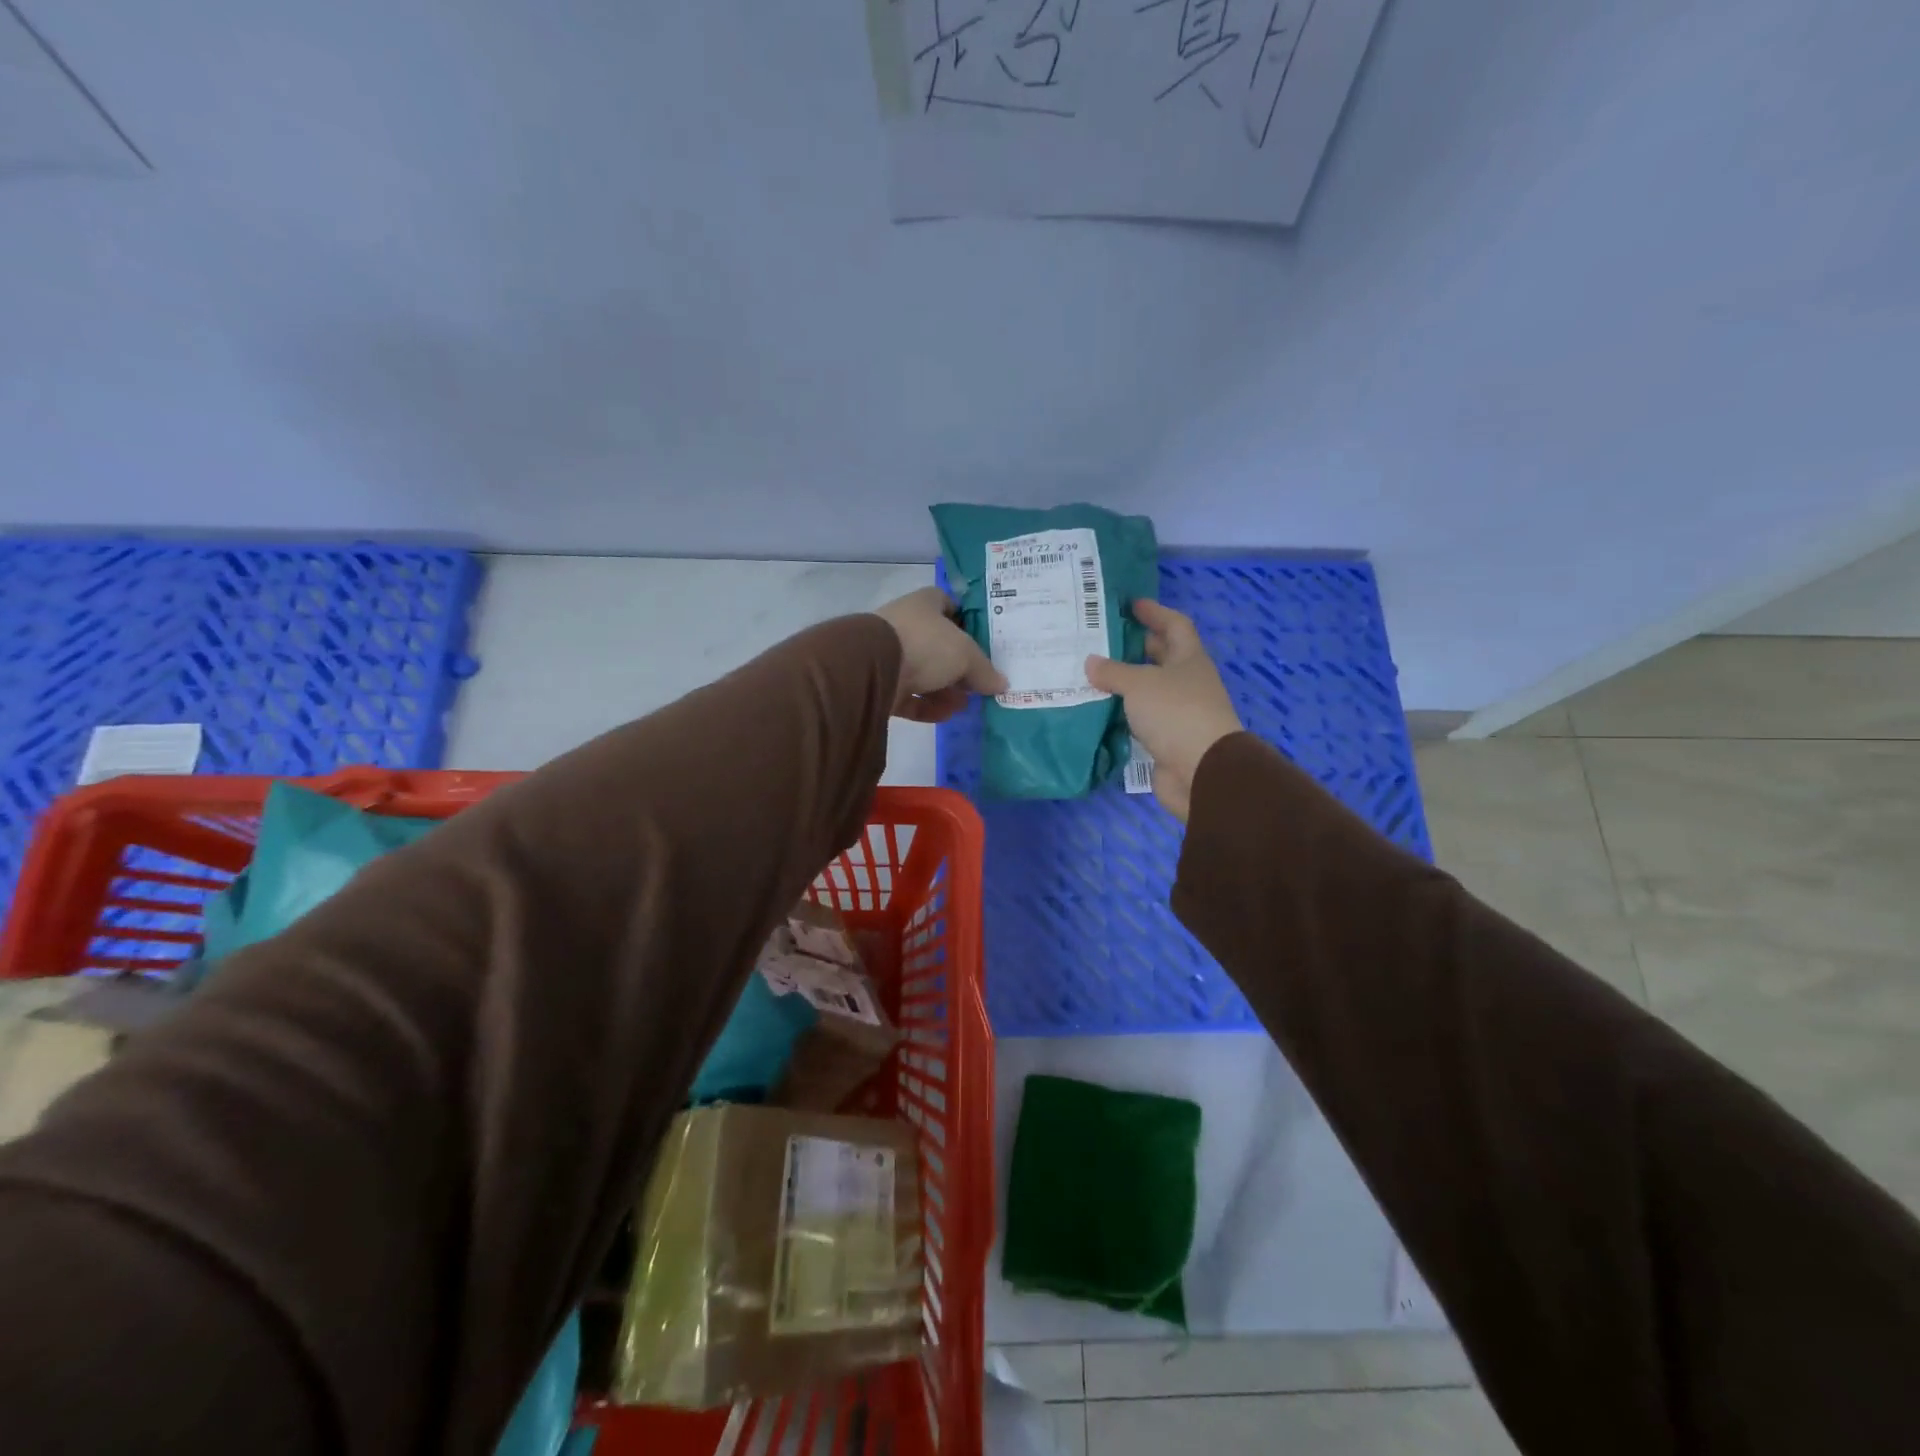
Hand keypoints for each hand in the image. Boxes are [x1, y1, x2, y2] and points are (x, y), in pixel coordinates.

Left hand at [875, 586, 1007, 722]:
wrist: (872, 667)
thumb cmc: (925, 645)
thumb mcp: (965, 655)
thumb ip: (984, 670)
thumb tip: (1001, 684)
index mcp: (925, 604)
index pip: (949, 605)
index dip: (967, 621)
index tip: (984, 642)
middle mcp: (906, 625)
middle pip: (939, 645)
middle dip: (959, 665)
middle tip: (979, 683)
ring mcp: (890, 654)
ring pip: (924, 672)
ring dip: (945, 690)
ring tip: (965, 705)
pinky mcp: (881, 684)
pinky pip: (909, 696)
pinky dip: (927, 706)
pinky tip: (946, 715)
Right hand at [1086, 600, 1242, 821]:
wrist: (1201, 771)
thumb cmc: (1176, 713)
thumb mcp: (1140, 684)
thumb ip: (1113, 671)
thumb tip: (1091, 662)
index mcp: (1189, 659)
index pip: (1175, 625)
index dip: (1155, 612)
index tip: (1131, 604)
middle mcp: (1187, 683)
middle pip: (1162, 658)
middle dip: (1136, 647)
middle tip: (1102, 640)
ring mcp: (1178, 713)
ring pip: (1148, 690)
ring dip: (1124, 682)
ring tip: (1092, 674)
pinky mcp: (1166, 740)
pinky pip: (1140, 718)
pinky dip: (1122, 712)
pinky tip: (1098, 709)